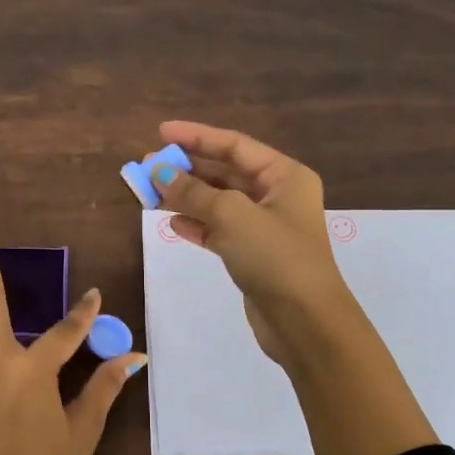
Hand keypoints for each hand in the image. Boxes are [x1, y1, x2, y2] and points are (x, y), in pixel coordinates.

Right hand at [153, 120, 356, 369]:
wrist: (305, 322)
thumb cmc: (275, 257)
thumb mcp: (232, 216)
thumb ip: (193, 192)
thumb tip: (159, 172)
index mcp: (284, 176)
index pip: (234, 145)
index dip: (197, 136)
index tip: (161, 132)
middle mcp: (277, 196)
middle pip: (225, 172)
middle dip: (188, 168)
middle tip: (149, 165)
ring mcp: (265, 227)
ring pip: (219, 202)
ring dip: (186, 196)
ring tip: (150, 193)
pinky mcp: (253, 255)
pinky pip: (219, 230)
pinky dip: (196, 224)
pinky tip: (171, 222)